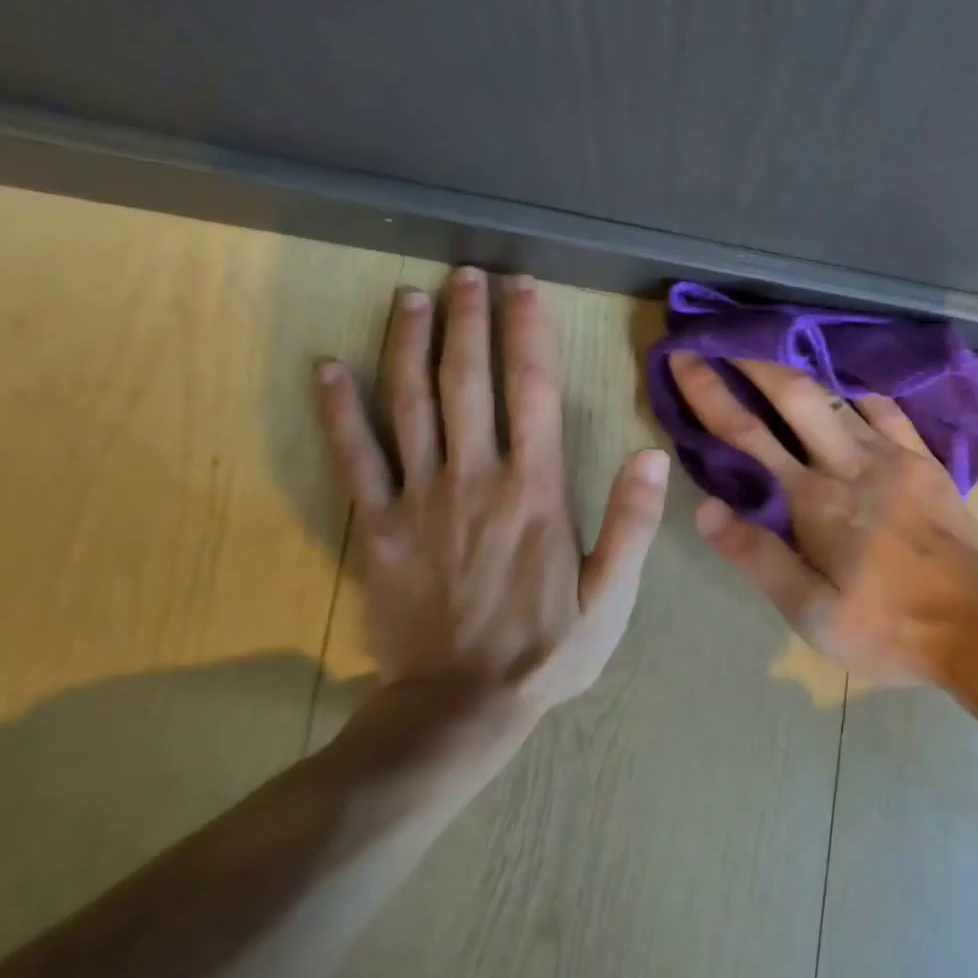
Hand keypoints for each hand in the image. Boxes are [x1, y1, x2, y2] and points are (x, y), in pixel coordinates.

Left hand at [314, 269, 669, 750]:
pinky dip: (337, 410)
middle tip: (466, 272)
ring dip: (408, 344)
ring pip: (408, 405)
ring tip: (410, 296)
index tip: (524, 287)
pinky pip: (354, 458)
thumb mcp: (612, 595)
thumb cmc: (548, 648)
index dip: (528, 333)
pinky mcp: (377, 526)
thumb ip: (632, 523)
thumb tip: (650, 454)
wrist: (461, 705)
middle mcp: (475, 479)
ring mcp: (419, 499)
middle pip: (467, 382)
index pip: (533, 392)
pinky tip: (327, 367)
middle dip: (467, 320)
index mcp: (536, 491)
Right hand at [667, 353, 977, 686]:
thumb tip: (705, 508)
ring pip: (839, 397)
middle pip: (796, 395)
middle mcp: (850, 464)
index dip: (710, 393)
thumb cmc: (887, 628)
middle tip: (724, 339)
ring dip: (800, 373)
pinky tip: (848, 392)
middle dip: (754, 361)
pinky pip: (888, 411)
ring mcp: (894, 456)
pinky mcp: (926, 462)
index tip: (684, 358)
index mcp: (815, 501)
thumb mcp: (811, 613)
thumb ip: (758, 558)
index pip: (748, 435)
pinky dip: (859, 395)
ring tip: (775, 359)